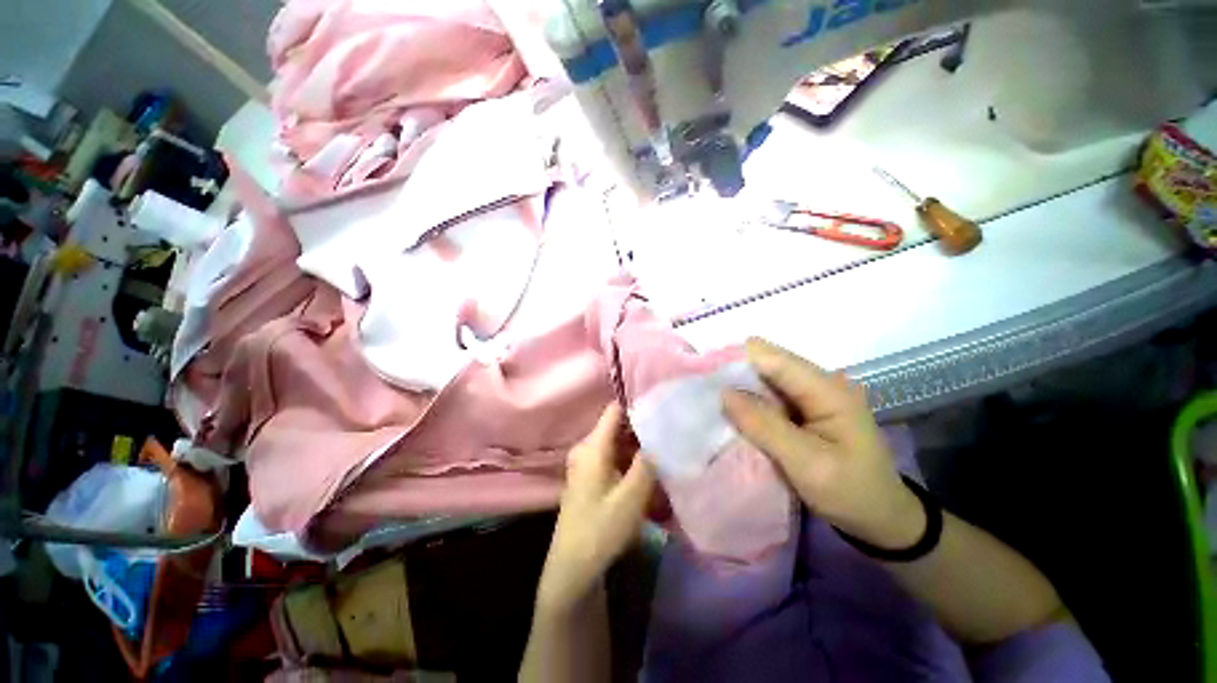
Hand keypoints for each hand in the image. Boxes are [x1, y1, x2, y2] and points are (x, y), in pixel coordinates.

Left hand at [536, 404, 655, 616]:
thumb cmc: (602, 529)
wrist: (573, 567)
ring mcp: (585, 462)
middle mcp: (586, 448)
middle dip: (641, 430)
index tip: (661, 411)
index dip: (637, 407)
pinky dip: (629, 460)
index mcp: (593, 446)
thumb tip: (658, 435)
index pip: (614, 410)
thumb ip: (647, 462)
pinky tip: (646, 473)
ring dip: (637, 448)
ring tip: (662, 454)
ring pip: (616, 443)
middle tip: (668, 436)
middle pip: (616, 426)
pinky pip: (612, 457)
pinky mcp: (588, 476)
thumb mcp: (632, 496)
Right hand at [722, 338, 924, 549]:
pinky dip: (749, 401)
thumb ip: (765, 426)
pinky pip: (767, 394)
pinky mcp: (802, 407)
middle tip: (704, 395)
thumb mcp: (807, 464)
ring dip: (739, 389)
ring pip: (763, 378)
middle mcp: (819, 382)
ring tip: (713, 404)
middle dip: (733, 375)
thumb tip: (724, 392)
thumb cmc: (851, 493)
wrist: (880, 517)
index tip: (703, 376)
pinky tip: (733, 413)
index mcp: (828, 389)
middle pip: (765, 362)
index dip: (735, 360)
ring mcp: (811, 394)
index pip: (772, 357)